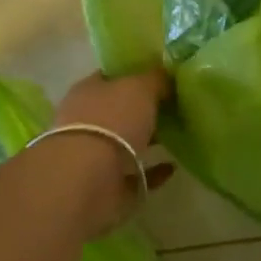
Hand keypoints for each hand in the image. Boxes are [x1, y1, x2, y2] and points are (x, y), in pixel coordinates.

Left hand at [46, 67, 174, 234]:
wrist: (87, 178)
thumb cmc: (112, 120)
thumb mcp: (140, 87)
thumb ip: (155, 79)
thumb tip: (166, 75)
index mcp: (88, 91)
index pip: (111, 77)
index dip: (134, 74)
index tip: (160, 77)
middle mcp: (85, 120)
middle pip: (117, 110)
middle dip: (141, 110)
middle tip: (172, 107)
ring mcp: (92, 155)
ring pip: (123, 143)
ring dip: (145, 141)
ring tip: (175, 136)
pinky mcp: (104, 186)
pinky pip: (133, 175)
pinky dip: (151, 171)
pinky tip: (172, 167)